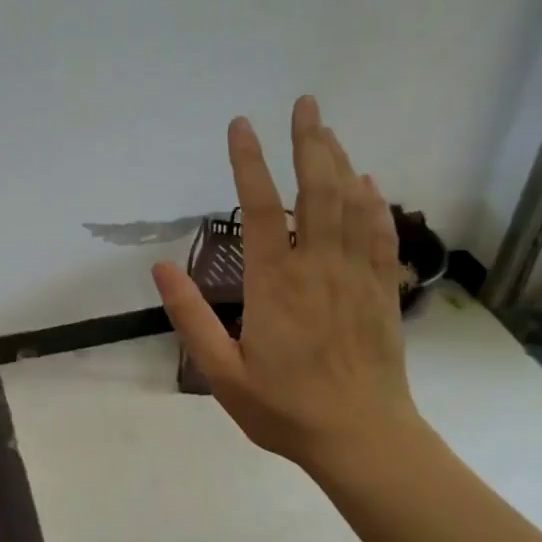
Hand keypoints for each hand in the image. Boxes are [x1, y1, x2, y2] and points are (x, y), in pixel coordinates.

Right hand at [153, 95, 422, 478]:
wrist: (360, 437)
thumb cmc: (284, 408)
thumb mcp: (221, 372)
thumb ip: (191, 317)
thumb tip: (159, 269)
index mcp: (274, 284)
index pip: (259, 208)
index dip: (249, 162)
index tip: (241, 125)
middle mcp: (317, 267)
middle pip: (316, 190)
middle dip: (309, 142)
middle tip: (305, 103)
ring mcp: (356, 276)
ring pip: (351, 204)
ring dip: (339, 162)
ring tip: (327, 130)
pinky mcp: (381, 292)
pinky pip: (380, 235)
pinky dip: (374, 203)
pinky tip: (368, 184)